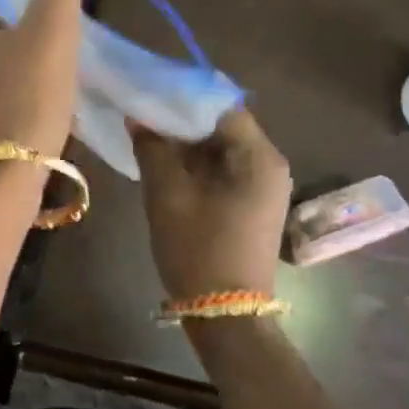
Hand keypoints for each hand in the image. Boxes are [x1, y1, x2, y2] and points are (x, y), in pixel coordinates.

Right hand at [131, 107, 292, 298]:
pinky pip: (223, 171)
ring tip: (147, 138)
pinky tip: (165, 167)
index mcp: (258, 157)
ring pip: (221, 149)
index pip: (222, 106)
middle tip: (142, 115)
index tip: (149, 93)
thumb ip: (152, 149)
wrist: (226, 315)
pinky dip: (196, 165)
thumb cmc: (198, 250)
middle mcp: (269, 165)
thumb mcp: (167, 196)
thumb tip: (139, 117)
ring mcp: (264, 187)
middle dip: (182, 121)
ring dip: (186, 144)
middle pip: (223, 126)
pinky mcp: (253, 205)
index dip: (184, 97)